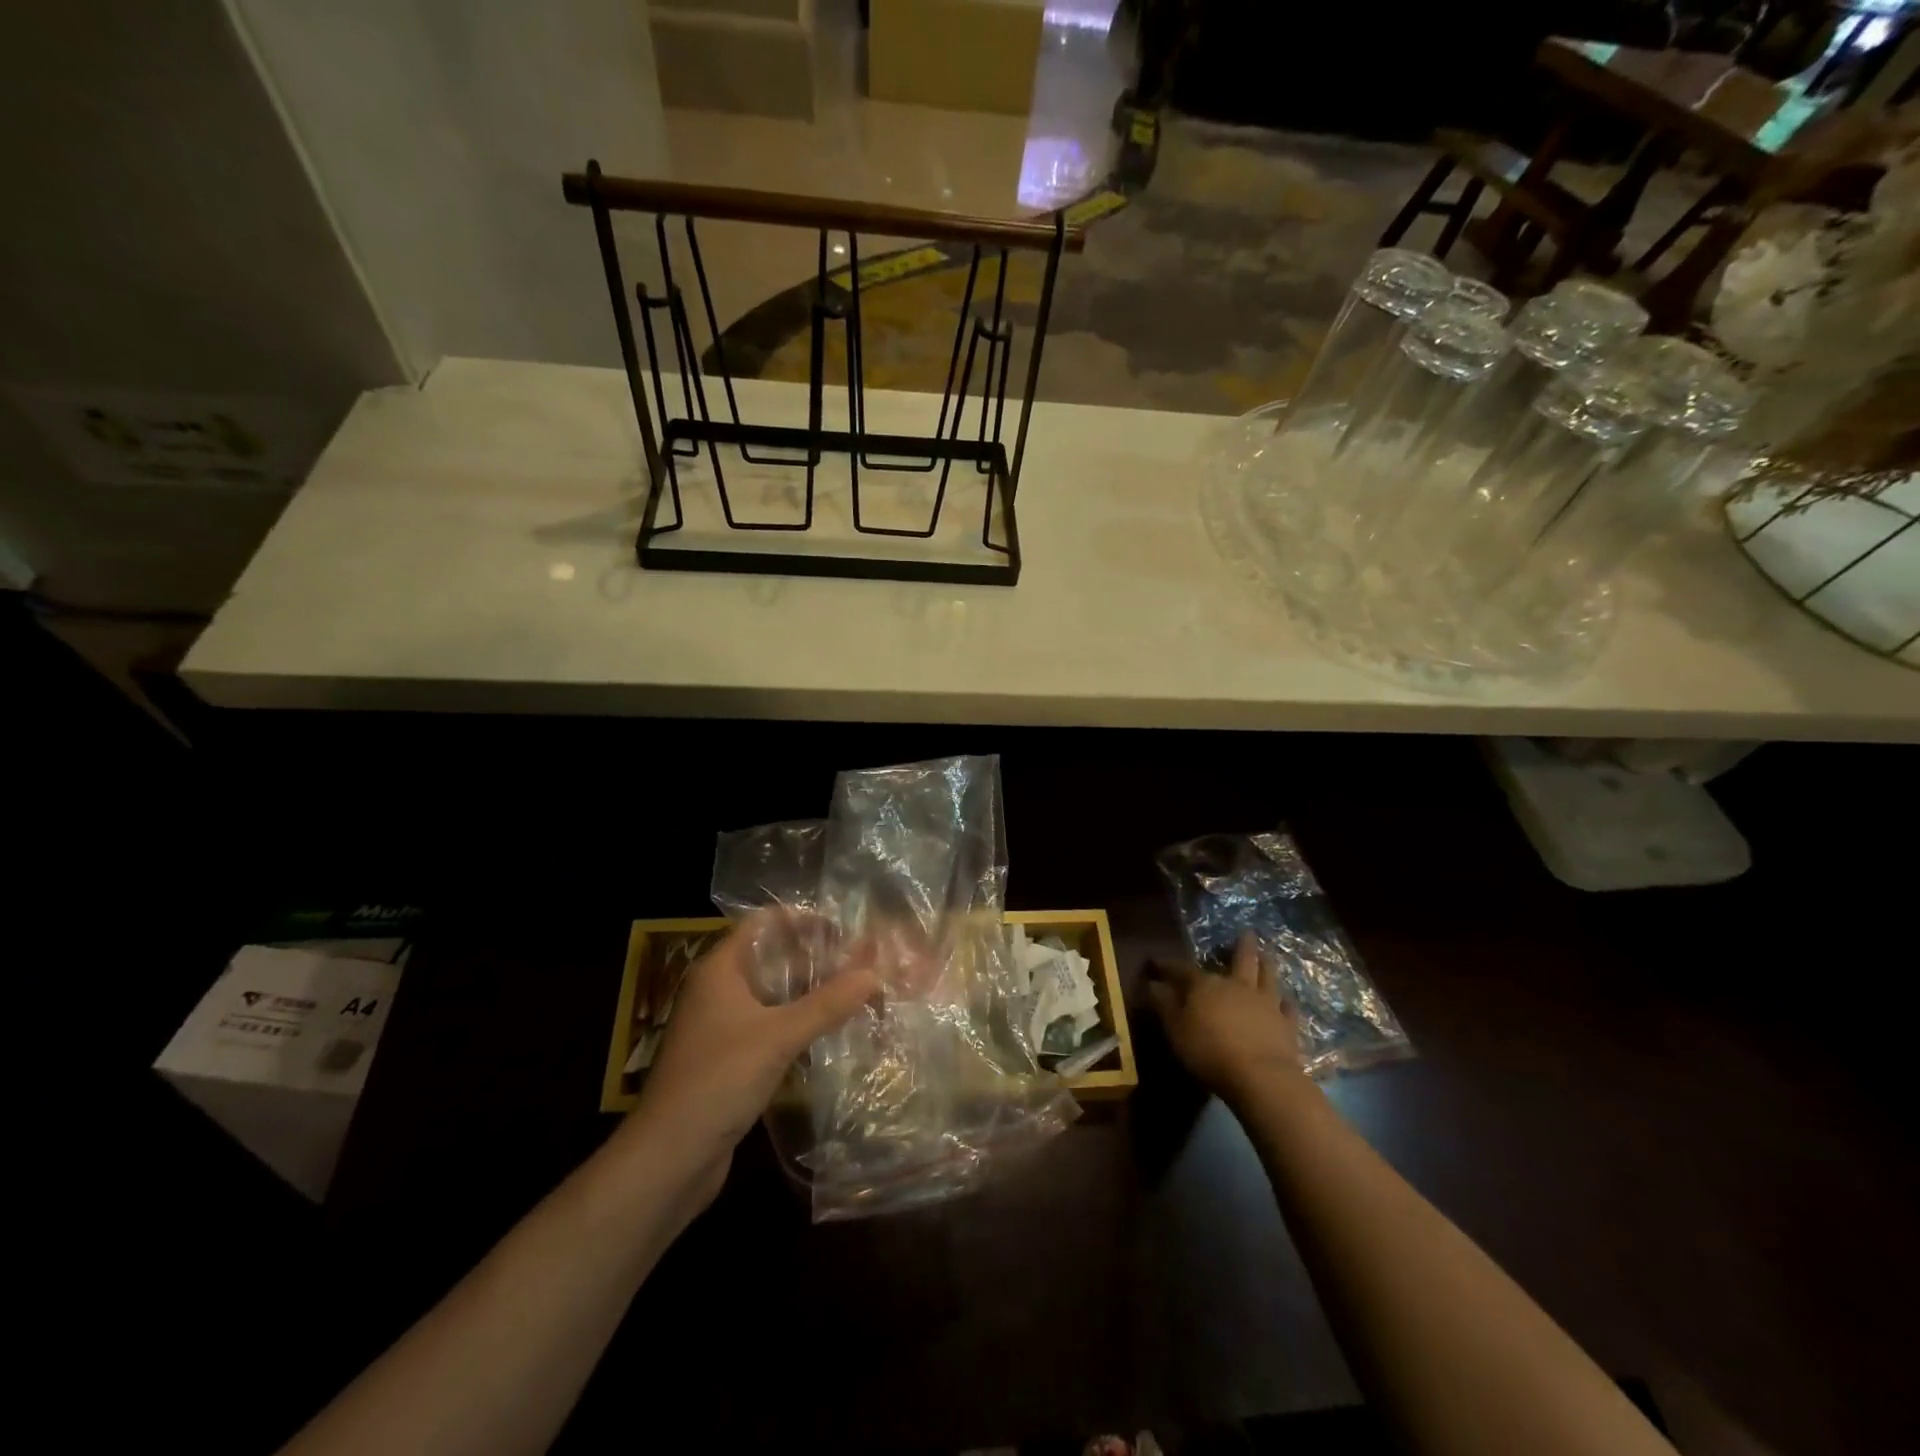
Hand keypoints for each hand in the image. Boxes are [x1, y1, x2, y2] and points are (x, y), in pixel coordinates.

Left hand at [627, 911, 878, 1195]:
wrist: (669, 1158)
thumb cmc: (718, 1080)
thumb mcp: (778, 1037)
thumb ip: (827, 1004)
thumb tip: (875, 973)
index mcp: (720, 969)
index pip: (763, 923)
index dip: (802, 920)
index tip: (844, 928)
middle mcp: (718, 989)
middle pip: (771, 957)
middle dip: (814, 957)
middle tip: (860, 960)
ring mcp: (722, 1025)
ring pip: (773, 994)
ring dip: (809, 991)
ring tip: (854, 991)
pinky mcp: (730, 1058)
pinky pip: (770, 1025)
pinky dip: (798, 1022)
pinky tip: (831, 1030)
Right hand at [1147, 933, 1303, 1101]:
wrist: (1260, 1077)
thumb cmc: (1209, 1051)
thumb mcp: (1176, 1030)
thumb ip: (1165, 1005)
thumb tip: (1153, 983)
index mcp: (1207, 986)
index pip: (1183, 969)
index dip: (1169, 965)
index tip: (1156, 962)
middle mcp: (1237, 986)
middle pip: (1241, 960)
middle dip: (1242, 946)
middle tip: (1248, 932)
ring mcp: (1266, 1003)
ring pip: (1267, 976)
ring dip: (1266, 964)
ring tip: (1267, 955)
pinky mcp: (1287, 1024)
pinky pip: (1288, 1008)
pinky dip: (1286, 1002)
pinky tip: (1286, 1000)